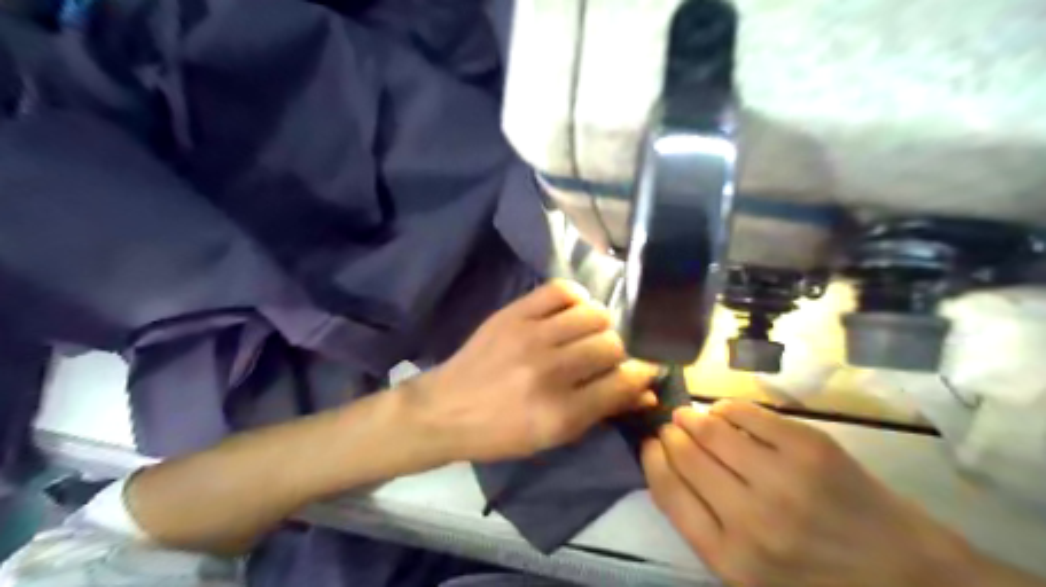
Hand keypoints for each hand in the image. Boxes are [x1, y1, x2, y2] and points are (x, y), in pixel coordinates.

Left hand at [407, 280, 651, 463]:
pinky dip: (576, 298)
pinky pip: (561, 290)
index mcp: (561, 413)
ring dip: (601, 324)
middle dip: (620, 351)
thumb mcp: (553, 437)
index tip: (644, 369)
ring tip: (589, 333)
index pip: (623, 382)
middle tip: (609, 355)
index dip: (642, 374)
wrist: (446, 409)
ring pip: (593, 314)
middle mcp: (550, 371)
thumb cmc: (501, 433)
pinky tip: (572, 312)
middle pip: (612, 344)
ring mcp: (530, 337)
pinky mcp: (513, 313)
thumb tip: (647, 392)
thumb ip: (602, 412)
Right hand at [642, 402, 976, 586]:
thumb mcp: (750, 576)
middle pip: (686, 456)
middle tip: (671, 425)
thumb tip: (668, 464)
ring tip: (690, 415)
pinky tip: (725, 411)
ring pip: (712, 430)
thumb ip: (704, 528)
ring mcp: (784, 479)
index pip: (668, 492)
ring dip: (694, 417)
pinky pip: (747, 413)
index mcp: (730, 560)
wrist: (908, 576)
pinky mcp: (810, 448)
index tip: (649, 443)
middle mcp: (751, 519)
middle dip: (671, 434)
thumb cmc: (817, 579)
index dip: (651, 460)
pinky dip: (728, 408)